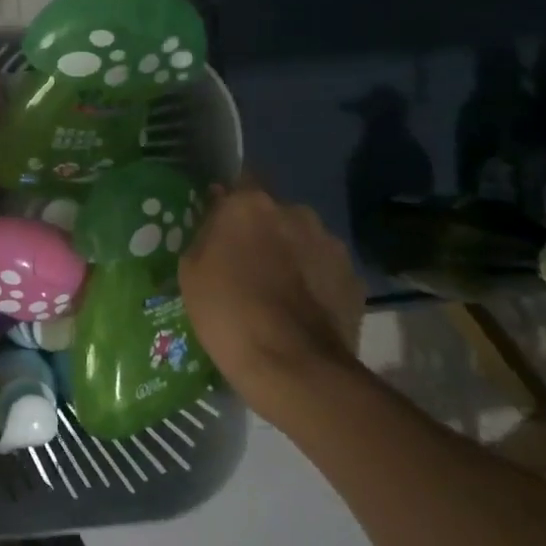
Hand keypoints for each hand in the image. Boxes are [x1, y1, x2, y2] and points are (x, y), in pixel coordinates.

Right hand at [179, 179, 364, 424]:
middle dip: (262, 231)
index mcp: (250, 205)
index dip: (229, 201)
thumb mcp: (191, 270)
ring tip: (276, 292)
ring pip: (302, 240)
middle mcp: (296, 212)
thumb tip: (217, 218)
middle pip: (273, 213)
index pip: (240, 179)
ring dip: (291, 255)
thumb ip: (205, 234)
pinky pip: (325, 271)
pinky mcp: (354, 278)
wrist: (294, 366)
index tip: (219, 223)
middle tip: (245, 263)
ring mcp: (330, 244)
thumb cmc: (227, 312)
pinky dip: (314, 283)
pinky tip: (300, 311)